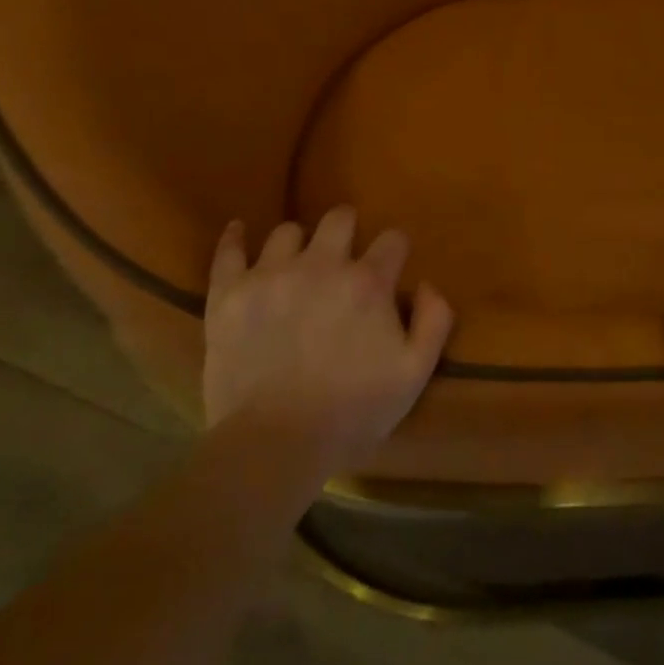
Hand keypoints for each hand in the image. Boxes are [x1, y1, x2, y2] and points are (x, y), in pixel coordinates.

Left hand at [203, 207, 452, 472]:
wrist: (274, 446)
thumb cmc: (352, 412)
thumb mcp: (414, 374)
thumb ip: (434, 321)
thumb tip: (427, 284)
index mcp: (368, 282)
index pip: (392, 239)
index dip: (395, 251)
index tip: (391, 266)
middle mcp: (321, 265)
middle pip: (339, 218)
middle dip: (348, 229)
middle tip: (344, 254)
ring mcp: (271, 276)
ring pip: (288, 232)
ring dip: (299, 243)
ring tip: (297, 262)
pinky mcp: (229, 295)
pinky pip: (229, 251)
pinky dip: (235, 238)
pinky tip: (241, 232)